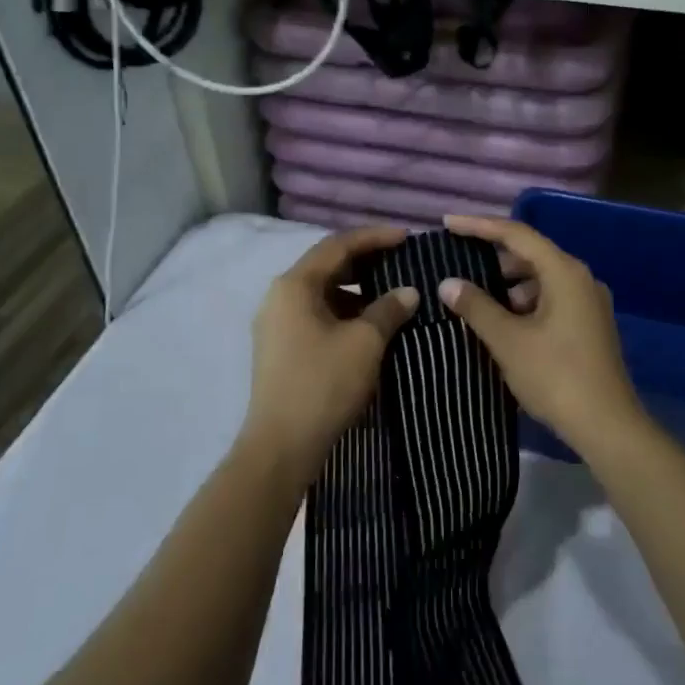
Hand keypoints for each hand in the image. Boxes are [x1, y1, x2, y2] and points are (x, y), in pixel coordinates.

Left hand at [245, 226, 418, 484]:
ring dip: (355, 289)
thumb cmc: (323, 384)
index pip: (338, 245)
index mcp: (294, 284)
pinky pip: (315, 314)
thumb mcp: (365, 343)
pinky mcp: (280, 347)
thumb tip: (409, 292)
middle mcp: (279, 296)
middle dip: (365, 261)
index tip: (406, 237)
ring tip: (390, 294)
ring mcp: (276, 323)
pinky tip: (368, 325)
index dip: (374, 237)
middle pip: (326, 265)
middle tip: (400, 262)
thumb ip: (389, 309)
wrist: (281, 447)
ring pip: (321, 292)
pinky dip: (343, 311)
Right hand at [437, 215, 643, 451]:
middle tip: (456, 261)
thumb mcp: (508, 341)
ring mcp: (588, 302)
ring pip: (540, 279)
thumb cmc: (556, 376)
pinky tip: (502, 323)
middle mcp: (581, 278)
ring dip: (507, 284)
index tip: (447, 224)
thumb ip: (476, 307)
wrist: (607, 426)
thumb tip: (448, 283)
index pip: (516, 234)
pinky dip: (523, 303)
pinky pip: (550, 299)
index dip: (479, 226)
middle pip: (530, 254)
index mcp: (564, 272)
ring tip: (474, 298)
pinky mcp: (588, 325)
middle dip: (492, 257)